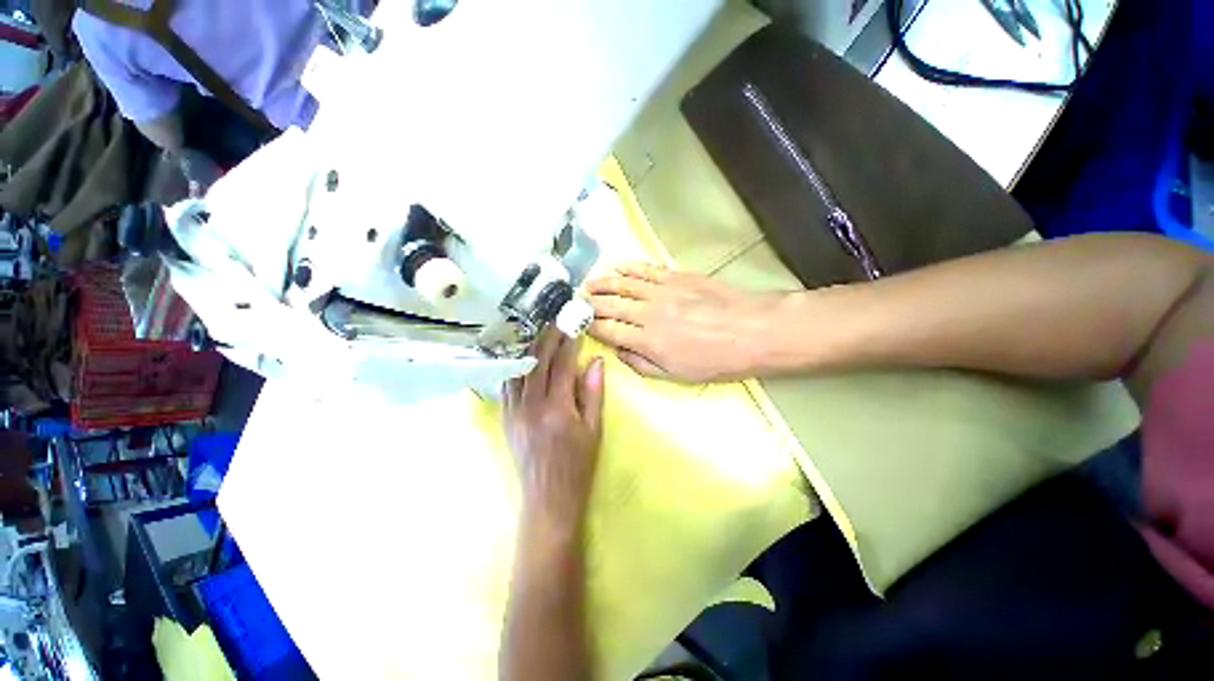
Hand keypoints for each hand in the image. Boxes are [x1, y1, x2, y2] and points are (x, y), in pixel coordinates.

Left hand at [503, 331, 604, 528]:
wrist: (549, 499)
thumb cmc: (578, 465)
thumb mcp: (594, 429)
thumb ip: (593, 392)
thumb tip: (595, 361)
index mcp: (557, 409)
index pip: (562, 365)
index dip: (569, 343)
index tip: (574, 327)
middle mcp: (531, 406)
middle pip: (537, 362)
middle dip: (547, 338)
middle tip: (556, 322)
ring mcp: (514, 412)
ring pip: (518, 370)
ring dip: (529, 349)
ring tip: (540, 335)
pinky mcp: (506, 419)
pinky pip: (508, 385)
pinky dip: (517, 368)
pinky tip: (524, 359)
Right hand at [586, 263, 788, 381]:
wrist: (752, 330)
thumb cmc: (716, 360)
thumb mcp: (677, 375)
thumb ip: (642, 364)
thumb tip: (618, 351)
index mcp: (647, 340)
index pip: (608, 330)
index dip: (591, 327)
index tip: (579, 323)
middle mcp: (648, 312)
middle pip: (610, 305)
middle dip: (589, 304)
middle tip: (577, 302)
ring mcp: (661, 290)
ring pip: (622, 284)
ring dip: (602, 282)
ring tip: (588, 284)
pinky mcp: (674, 276)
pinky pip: (644, 269)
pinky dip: (626, 267)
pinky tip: (615, 266)